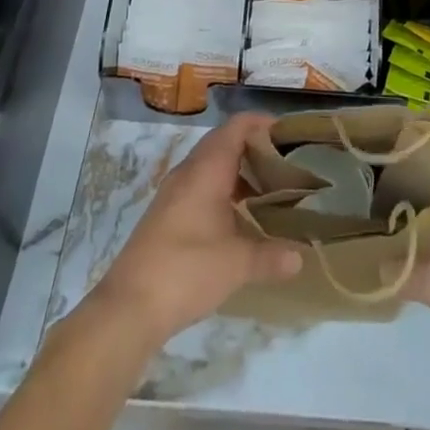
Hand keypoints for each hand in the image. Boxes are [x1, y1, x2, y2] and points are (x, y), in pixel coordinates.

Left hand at [89, 113, 302, 348]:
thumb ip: (271, 256)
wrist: (128, 306)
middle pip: (225, 141)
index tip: (290, 135)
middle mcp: (189, 170)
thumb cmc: (187, 270)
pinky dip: (223, 189)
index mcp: (207, 168)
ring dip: (238, 170)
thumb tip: (301, 259)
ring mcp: (175, 192)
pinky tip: (239, 217)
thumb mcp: (236, 264)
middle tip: (286, 163)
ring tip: (269, 189)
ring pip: (211, 164)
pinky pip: (201, 185)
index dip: (264, 124)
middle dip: (255, 147)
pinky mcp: (167, 213)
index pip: (238, 126)